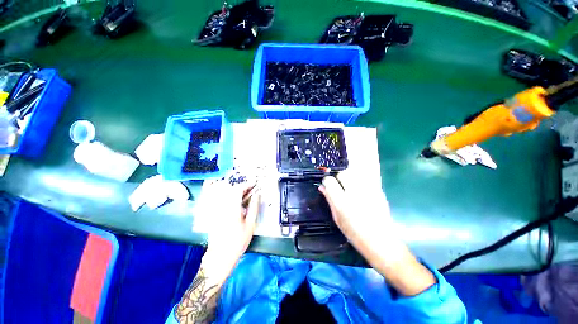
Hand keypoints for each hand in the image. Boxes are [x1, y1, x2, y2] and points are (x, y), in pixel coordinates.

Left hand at [199, 181, 260, 281]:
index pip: (238, 189)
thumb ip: (254, 207)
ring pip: (227, 195)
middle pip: (231, 190)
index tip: (254, 185)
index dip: (247, 185)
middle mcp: (223, 207)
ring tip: (246, 196)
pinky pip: (224, 201)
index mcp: (232, 208)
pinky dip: (232, 199)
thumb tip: (257, 196)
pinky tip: (238, 205)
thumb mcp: (250, 224)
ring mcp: (218, 211)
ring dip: (237, 192)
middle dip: (242, 188)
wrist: (220, 256)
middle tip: (251, 190)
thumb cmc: (237, 242)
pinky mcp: (216, 215)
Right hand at [319, 172, 435, 295]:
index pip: (329, 181)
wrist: (381, 241)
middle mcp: (354, 194)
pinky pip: (367, 175)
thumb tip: (321, 187)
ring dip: (349, 174)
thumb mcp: (337, 218)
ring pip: (355, 172)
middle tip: (340, 184)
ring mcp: (368, 190)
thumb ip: (329, 199)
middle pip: (343, 173)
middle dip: (338, 177)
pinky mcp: (378, 189)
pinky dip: (361, 175)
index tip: (327, 184)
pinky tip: (360, 183)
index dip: (326, 181)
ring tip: (350, 183)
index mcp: (342, 203)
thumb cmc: (355, 233)